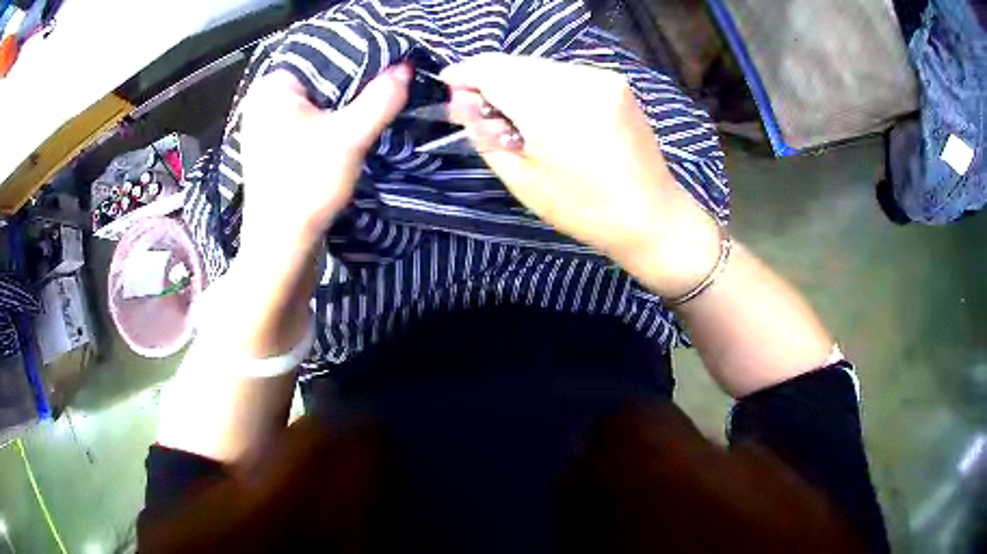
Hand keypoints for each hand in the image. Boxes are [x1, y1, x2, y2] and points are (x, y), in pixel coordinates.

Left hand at [238, 64, 410, 259]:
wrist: (281, 248)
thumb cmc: (306, 186)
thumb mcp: (350, 136)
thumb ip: (381, 97)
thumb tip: (406, 67)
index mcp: (272, 87)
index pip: (324, 56)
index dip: (360, 59)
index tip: (390, 68)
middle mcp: (263, 101)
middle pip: (320, 79)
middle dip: (353, 85)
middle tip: (388, 88)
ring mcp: (265, 127)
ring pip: (316, 103)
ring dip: (344, 107)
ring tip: (376, 106)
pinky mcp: (273, 148)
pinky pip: (308, 122)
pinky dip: (331, 124)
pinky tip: (352, 130)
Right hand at [441, 54, 720, 296]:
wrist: (651, 215)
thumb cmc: (583, 208)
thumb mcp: (521, 179)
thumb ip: (484, 133)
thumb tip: (462, 101)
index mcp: (550, 105)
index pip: (491, 69)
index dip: (464, 73)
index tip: (448, 86)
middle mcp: (577, 78)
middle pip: (514, 63)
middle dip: (489, 79)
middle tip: (478, 109)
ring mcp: (600, 76)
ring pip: (539, 65)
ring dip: (516, 82)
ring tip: (513, 115)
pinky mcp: (615, 81)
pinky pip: (564, 73)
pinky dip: (543, 84)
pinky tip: (545, 112)